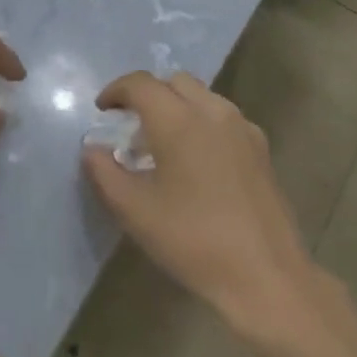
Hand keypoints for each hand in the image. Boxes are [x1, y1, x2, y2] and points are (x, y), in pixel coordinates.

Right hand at [81, 71, 322, 344]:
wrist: (265, 274)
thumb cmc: (193, 241)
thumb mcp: (136, 212)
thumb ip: (105, 174)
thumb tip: (92, 149)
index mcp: (179, 119)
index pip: (141, 84)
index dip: (117, 91)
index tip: (102, 110)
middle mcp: (213, 111)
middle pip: (174, 82)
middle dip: (148, 95)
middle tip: (130, 127)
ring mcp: (242, 127)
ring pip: (201, 96)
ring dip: (176, 107)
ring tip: (162, 146)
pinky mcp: (260, 147)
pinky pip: (222, 117)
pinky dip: (201, 122)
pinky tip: (196, 162)